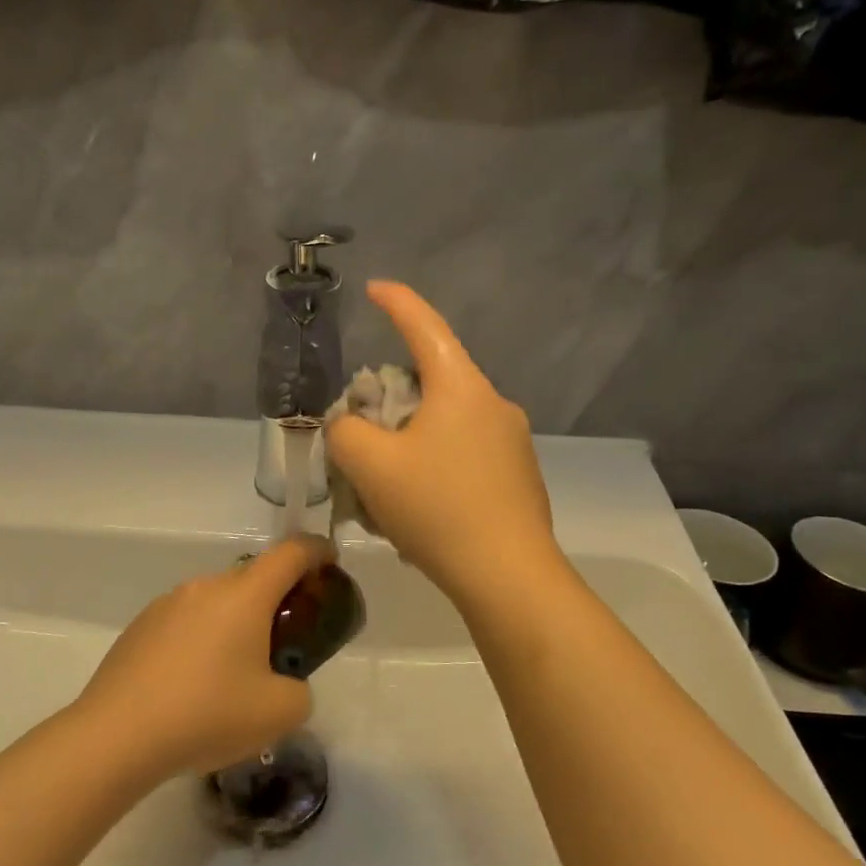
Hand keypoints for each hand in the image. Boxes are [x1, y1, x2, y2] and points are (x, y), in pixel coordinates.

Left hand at [75, 536, 328, 776]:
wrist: (117, 735)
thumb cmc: (207, 714)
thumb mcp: (279, 713)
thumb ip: (299, 691)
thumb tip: (283, 684)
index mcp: (245, 595)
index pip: (291, 552)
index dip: (317, 551)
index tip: (330, 564)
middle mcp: (206, 586)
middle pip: (253, 578)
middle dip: (276, 601)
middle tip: (283, 644)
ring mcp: (168, 603)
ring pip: (217, 602)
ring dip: (235, 624)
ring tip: (233, 676)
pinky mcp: (141, 626)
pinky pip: (186, 621)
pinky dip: (201, 640)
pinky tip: (192, 686)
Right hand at [326, 281, 560, 603]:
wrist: (508, 576)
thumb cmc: (437, 509)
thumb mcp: (370, 466)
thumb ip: (346, 433)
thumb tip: (352, 426)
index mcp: (461, 388)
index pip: (425, 327)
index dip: (397, 302)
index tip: (375, 288)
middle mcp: (494, 404)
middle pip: (433, 381)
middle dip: (393, 396)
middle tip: (363, 431)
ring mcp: (513, 442)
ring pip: (448, 423)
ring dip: (413, 439)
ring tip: (386, 485)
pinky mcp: (519, 477)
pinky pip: (466, 454)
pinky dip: (436, 465)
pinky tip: (420, 508)